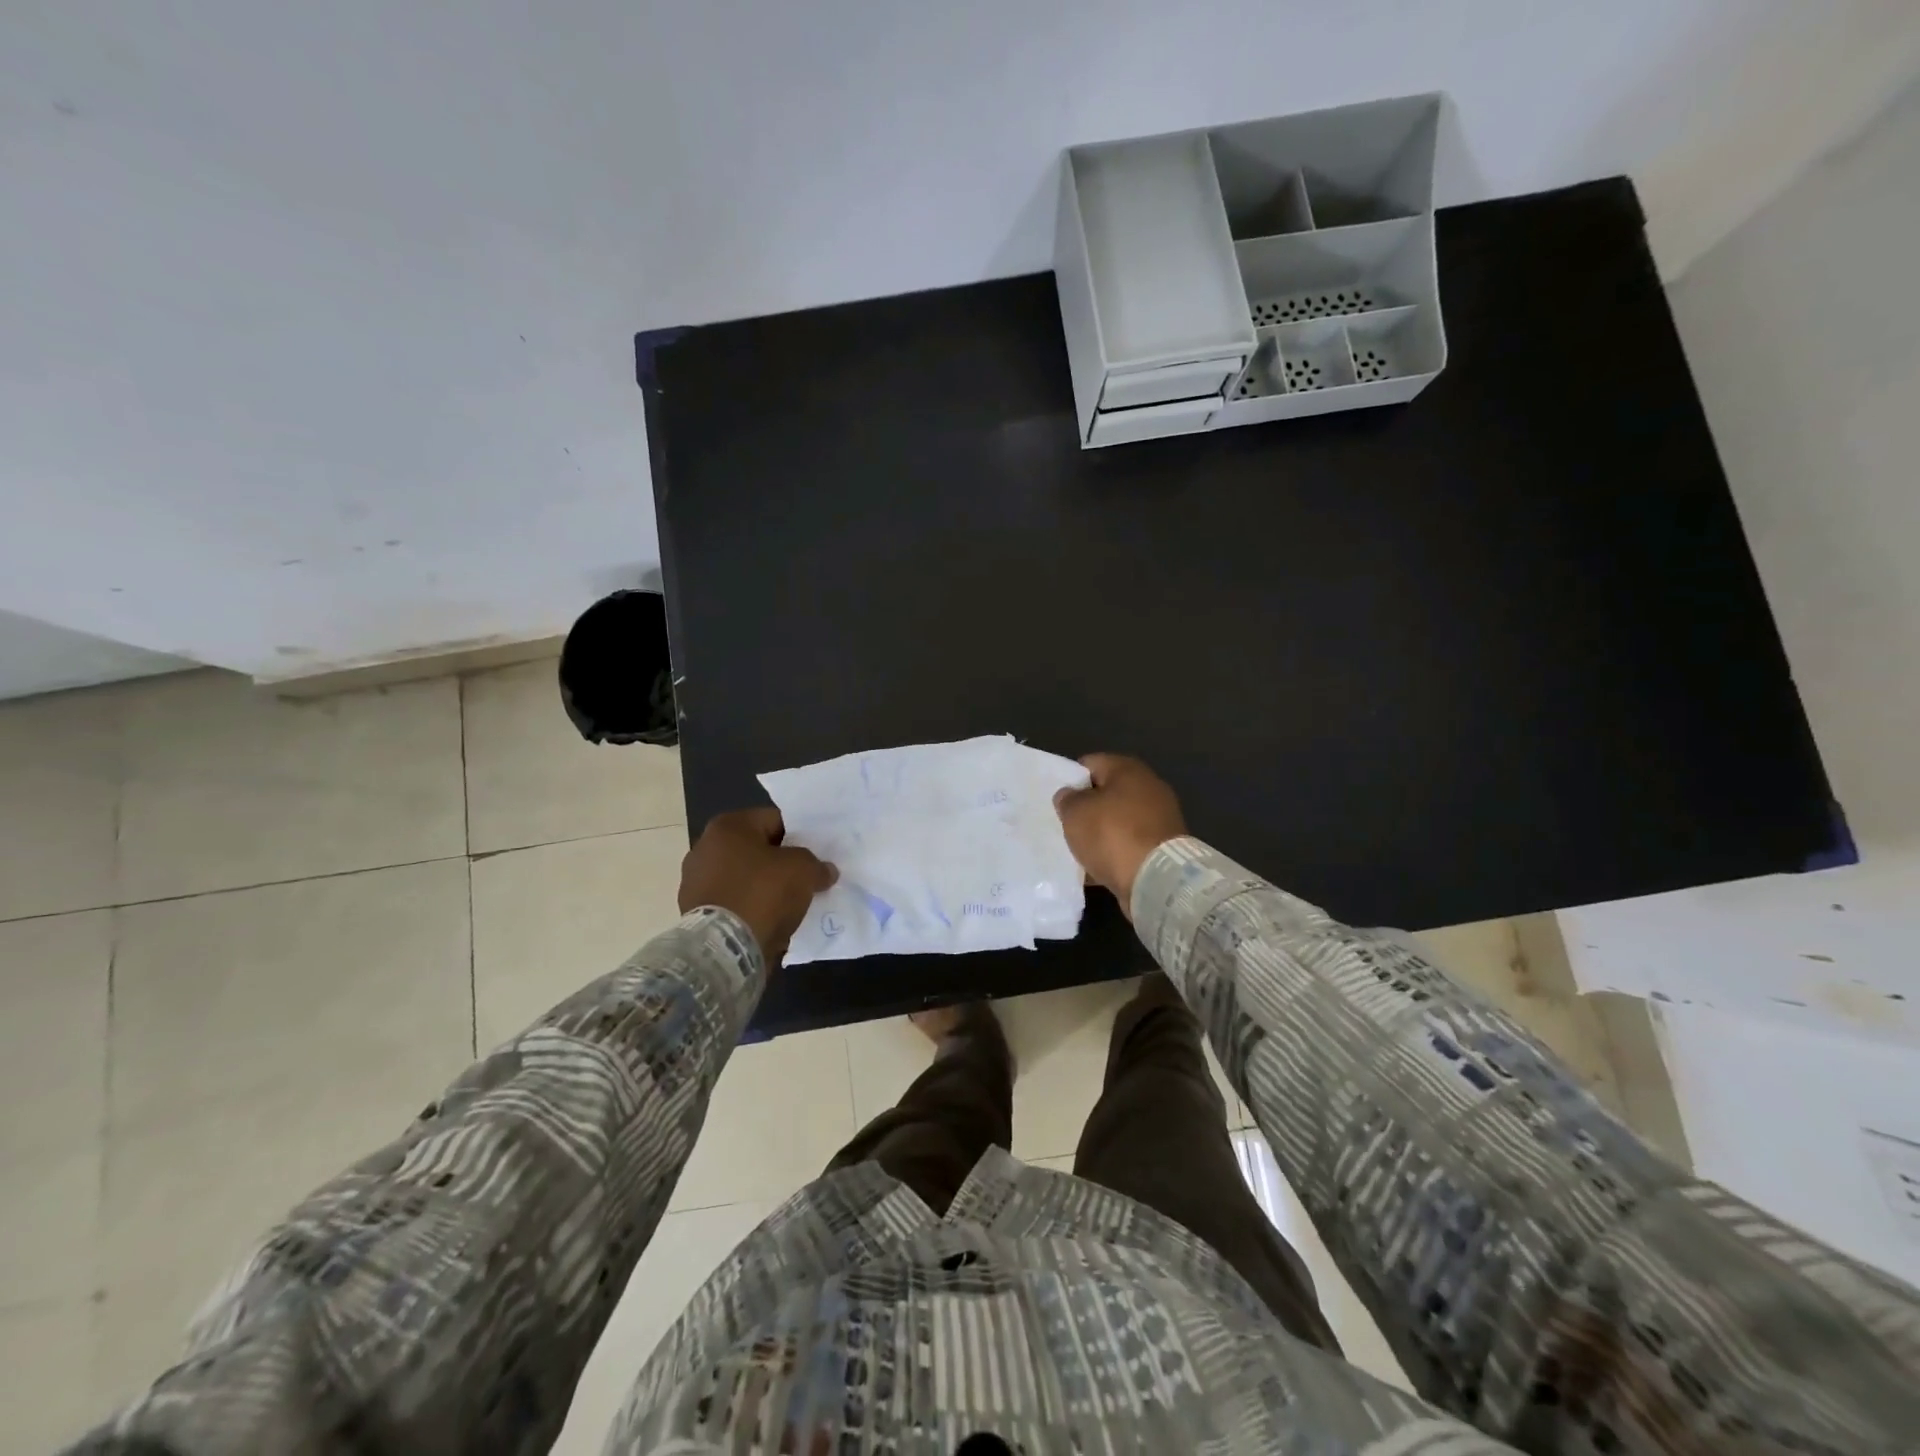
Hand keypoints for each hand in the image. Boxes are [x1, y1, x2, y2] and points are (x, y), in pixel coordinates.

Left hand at [679, 808, 836, 964]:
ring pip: (743, 877)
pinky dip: (748, 908)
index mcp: (728, 826)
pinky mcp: (693, 912)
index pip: (774, 820)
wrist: (723, 948)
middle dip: (779, 863)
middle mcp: (705, 847)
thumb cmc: (763, 893)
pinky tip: (767, 921)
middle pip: (756, 849)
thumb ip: (817, 865)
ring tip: (787, 904)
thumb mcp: (803, 871)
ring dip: (762, 887)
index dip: (799, 837)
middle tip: (803, 879)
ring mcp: (695, 881)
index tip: (814, 855)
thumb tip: (825, 871)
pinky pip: (732, 902)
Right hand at [1053, 754, 1186, 917]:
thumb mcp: (1075, 812)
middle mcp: (1149, 787)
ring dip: (1101, 832)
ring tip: (1079, 849)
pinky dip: (1115, 852)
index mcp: (1128, 769)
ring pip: (1118, 820)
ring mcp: (1160, 818)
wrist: (1156, 879)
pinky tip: (1097, 867)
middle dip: (1087, 808)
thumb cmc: (1112, 835)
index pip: (1090, 763)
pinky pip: (1130, 844)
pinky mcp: (1164, 846)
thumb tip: (1069, 795)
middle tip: (1066, 824)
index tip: (1058, 800)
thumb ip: (1067, 799)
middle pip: (1107, 792)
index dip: (1070, 779)